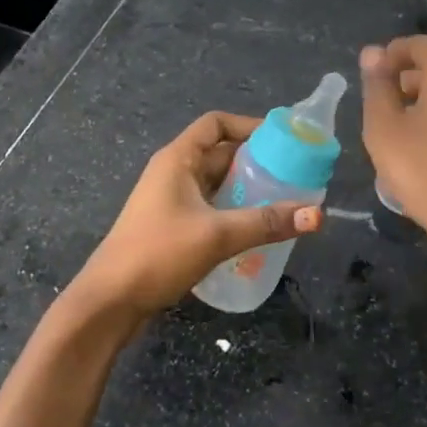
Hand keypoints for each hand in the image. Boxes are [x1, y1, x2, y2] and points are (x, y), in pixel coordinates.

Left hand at [67, 111, 322, 331]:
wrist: (109, 302)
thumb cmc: (158, 254)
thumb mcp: (217, 235)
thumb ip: (266, 223)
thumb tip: (317, 215)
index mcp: (178, 159)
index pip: (216, 124)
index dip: (249, 125)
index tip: (283, 141)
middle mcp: (174, 173)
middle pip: (221, 154)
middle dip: (257, 162)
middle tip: (294, 176)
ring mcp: (171, 201)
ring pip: (217, 184)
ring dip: (247, 190)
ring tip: (284, 203)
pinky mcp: (172, 227)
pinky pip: (210, 208)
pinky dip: (234, 212)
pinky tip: (257, 230)